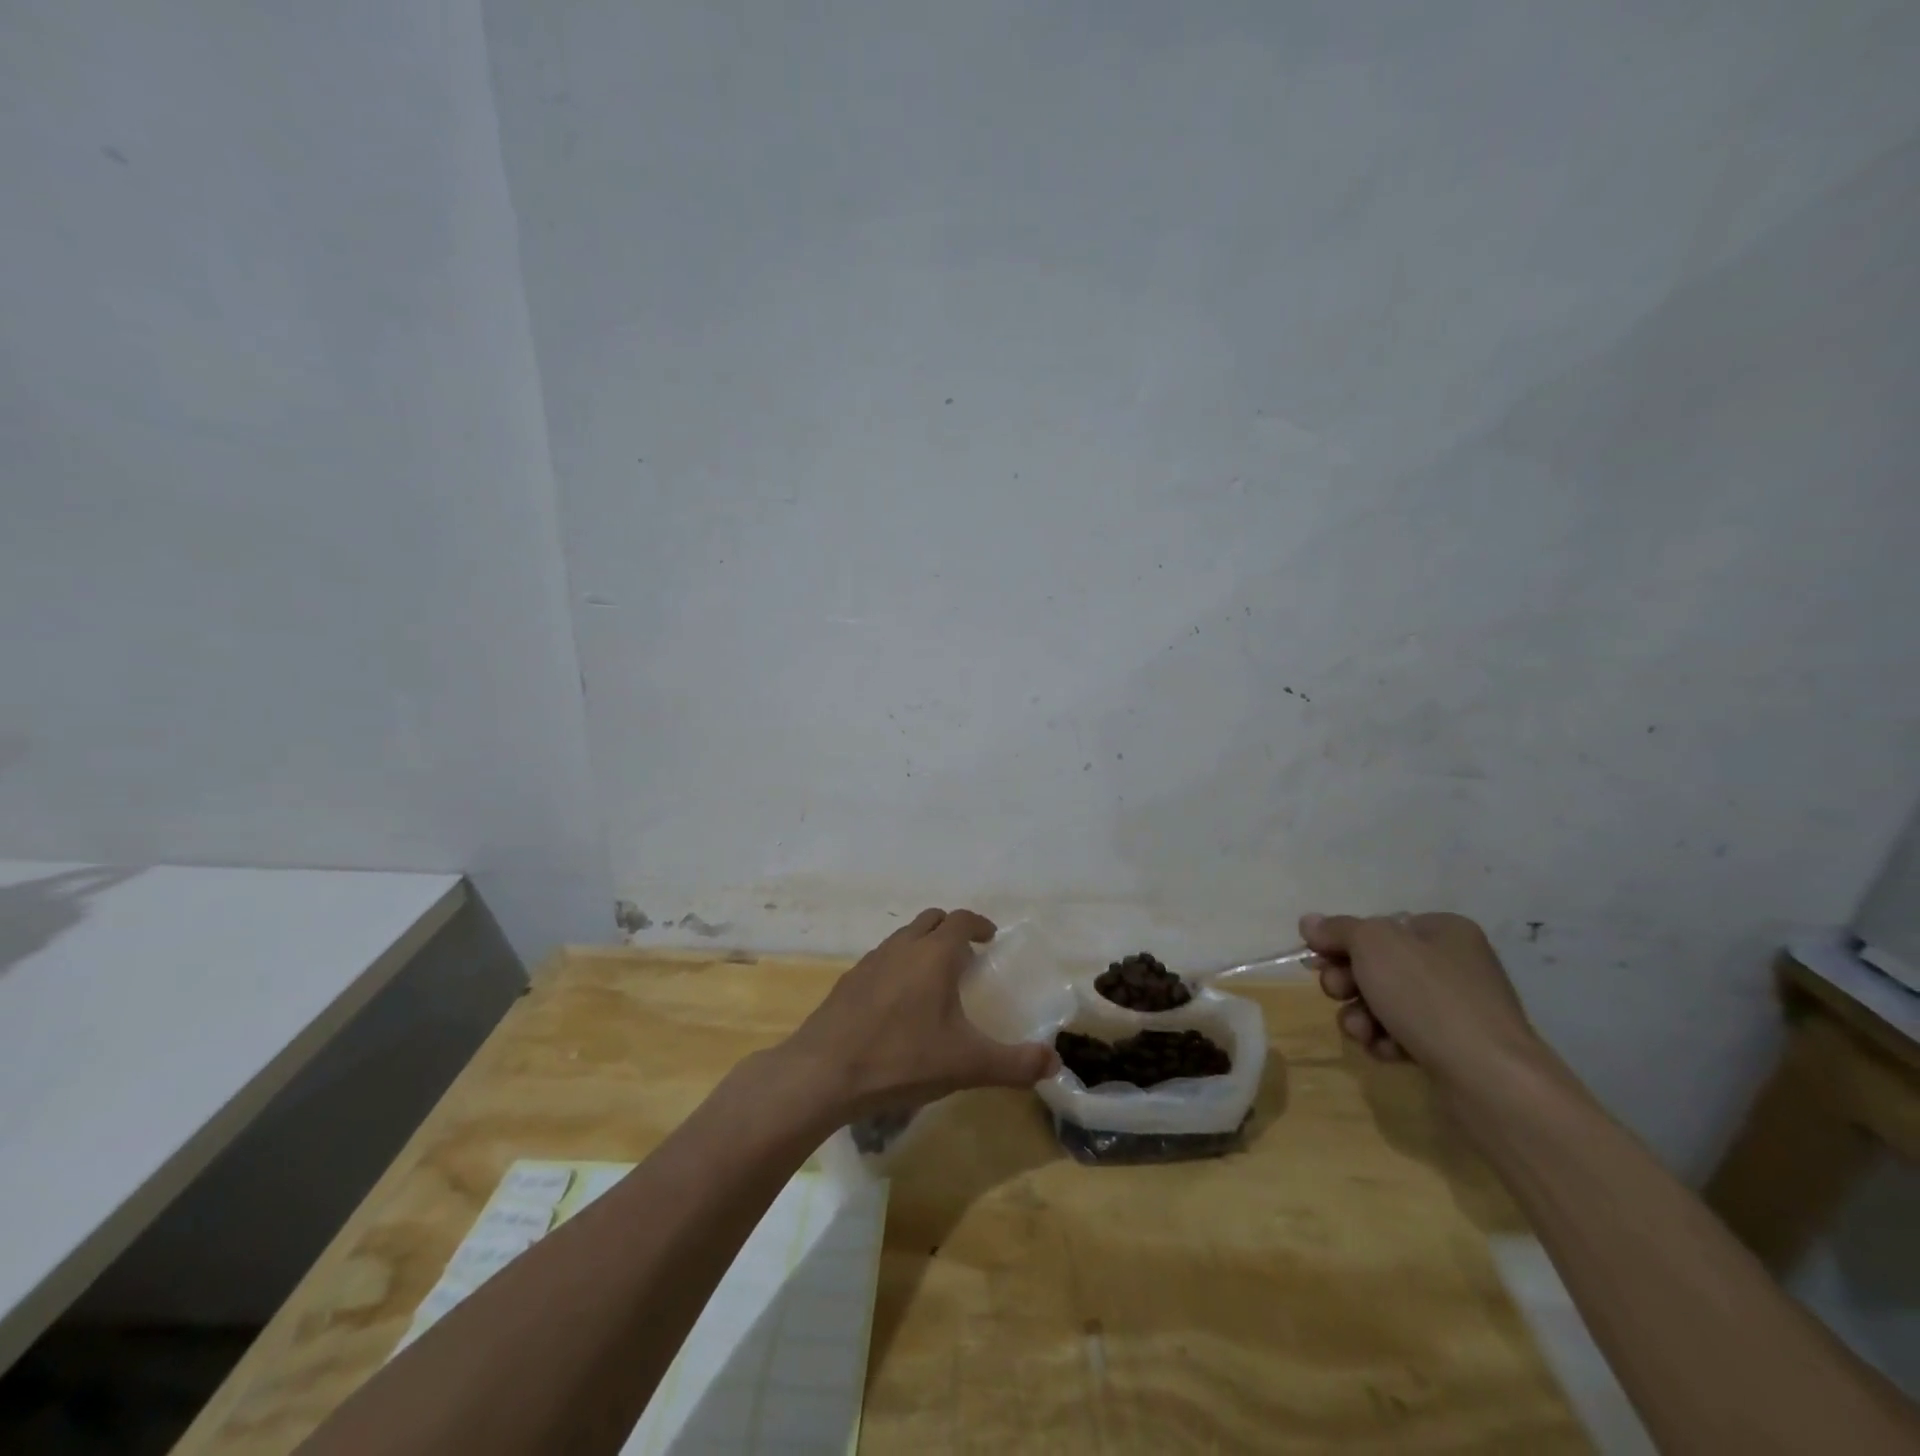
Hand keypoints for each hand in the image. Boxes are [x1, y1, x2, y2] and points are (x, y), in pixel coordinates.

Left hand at [778, 908, 1057, 1120]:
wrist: (823, 1073)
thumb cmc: (902, 1060)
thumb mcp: (967, 1065)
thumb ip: (1015, 1064)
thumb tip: (1054, 1063)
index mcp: (934, 954)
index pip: (962, 920)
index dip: (979, 924)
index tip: (990, 938)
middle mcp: (903, 947)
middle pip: (931, 919)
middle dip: (951, 929)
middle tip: (967, 956)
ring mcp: (871, 961)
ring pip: (903, 937)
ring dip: (923, 945)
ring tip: (934, 978)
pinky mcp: (848, 980)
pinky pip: (882, 959)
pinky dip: (898, 965)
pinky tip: (898, 1002)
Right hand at [1299, 911, 1542, 1086]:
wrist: (1489, 1079)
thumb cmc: (1428, 996)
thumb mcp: (1374, 945)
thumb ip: (1338, 929)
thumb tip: (1310, 922)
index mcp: (1442, 930)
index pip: (1378, 926)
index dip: (1342, 942)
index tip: (1318, 959)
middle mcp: (1453, 964)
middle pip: (1377, 965)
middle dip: (1348, 982)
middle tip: (1339, 993)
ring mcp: (1455, 1008)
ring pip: (1384, 1003)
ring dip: (1361, 1015)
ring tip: (1363, 1032)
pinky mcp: (1453, 1048)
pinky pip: (1403, 1035)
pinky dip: (1386, 1041)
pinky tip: (1386, 1052)